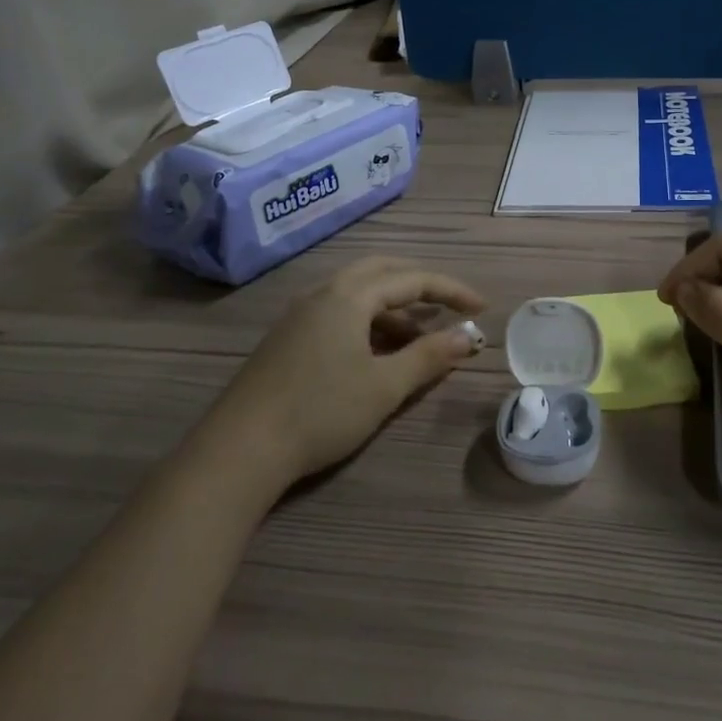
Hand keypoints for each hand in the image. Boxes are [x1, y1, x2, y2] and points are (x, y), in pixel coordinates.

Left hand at [210, 257, 485, 486]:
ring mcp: (300, 314)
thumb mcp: (384, 387)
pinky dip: (368, 320)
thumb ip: (430, 356)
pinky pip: (338, 312)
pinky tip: (375, 352)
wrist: (240, 449)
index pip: (412, 279)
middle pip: (381, 271)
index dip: (451, 291)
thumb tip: (469, 336)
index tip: (481, 307)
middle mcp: (323, 293)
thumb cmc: (321, 412)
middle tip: (449, 303)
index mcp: (349, 296)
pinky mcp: (287, 338)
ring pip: (357, 293)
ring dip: (393, 306)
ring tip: (418, 335)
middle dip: (419, 284)